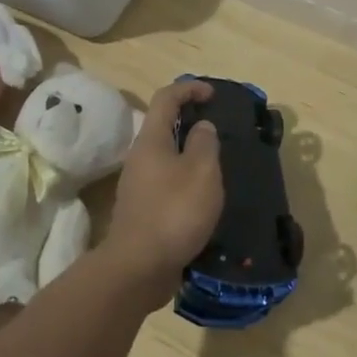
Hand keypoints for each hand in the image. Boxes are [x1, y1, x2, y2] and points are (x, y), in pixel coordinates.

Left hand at [102, 78, 224, 296]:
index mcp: (151, 140)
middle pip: (163, 126)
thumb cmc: (174, 212)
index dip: (189, 88)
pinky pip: (166, 184)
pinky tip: (203, 198)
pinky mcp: (142, 211)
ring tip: (217, 165)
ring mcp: (138, 186)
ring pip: (165, 157)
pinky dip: (185, 181)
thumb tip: (201, 127)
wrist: (139, 268)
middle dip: (190, 121)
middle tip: (218, 130)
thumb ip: (205, 143)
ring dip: (189, 154)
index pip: (166, 98)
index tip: (212, 94)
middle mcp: (140, 158)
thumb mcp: (201, 171)